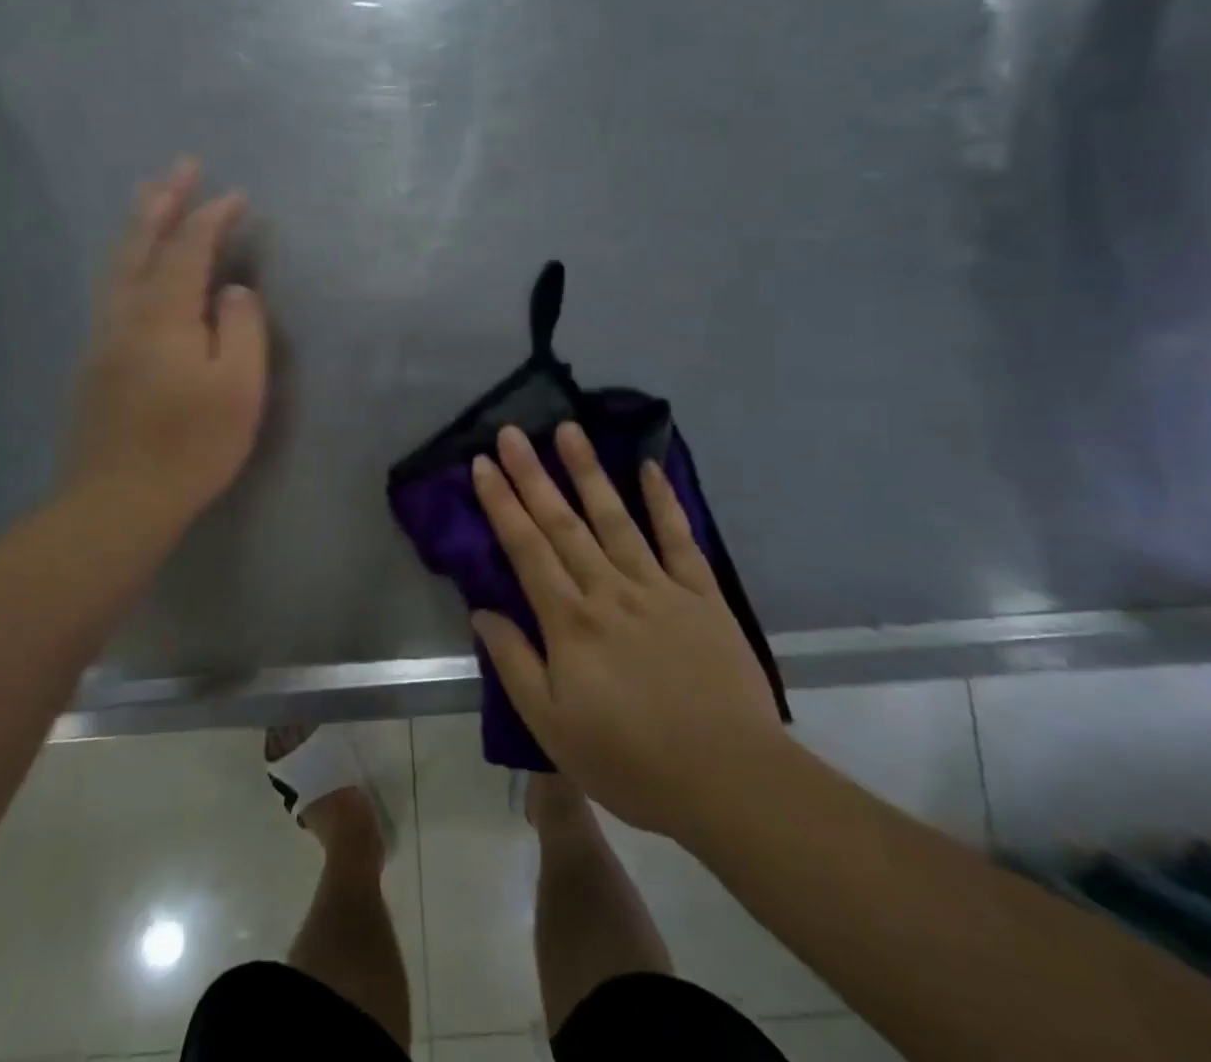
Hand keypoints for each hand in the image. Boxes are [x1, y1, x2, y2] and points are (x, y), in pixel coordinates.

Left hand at [63, 158, 267, 544]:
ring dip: (139, 225)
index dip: (213, 217)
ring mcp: (104, 336)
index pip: (189, 248)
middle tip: (180, 166)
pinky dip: (128, 259)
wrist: (119, 500)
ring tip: (153, 196)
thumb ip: (241, 328)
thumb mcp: (238, 388)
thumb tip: (232, 291)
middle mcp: (126, 313)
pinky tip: (136, 265)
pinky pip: (112, 288)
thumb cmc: (191, 445)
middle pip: (141, 243)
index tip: (237, 196)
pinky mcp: (96, 360)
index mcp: (164, 314)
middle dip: (162, 200)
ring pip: (118, 264)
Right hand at [470, 422, 787, 838]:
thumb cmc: (630, 761)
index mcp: (570, 621)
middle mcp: (609, 590)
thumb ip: (514, 664)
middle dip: (532, 474)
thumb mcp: (552, 727)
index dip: (502, 503)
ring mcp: (658, 587)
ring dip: (588, 472)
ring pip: (615, 518)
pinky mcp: (701, 595)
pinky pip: (680, 539)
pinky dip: (664, 502)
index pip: (526, 549)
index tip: (482, 464)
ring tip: (568, 430)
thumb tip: (482, 611)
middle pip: (563, 523)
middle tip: (511, 432)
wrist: (728, 780)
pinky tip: (649, 467)